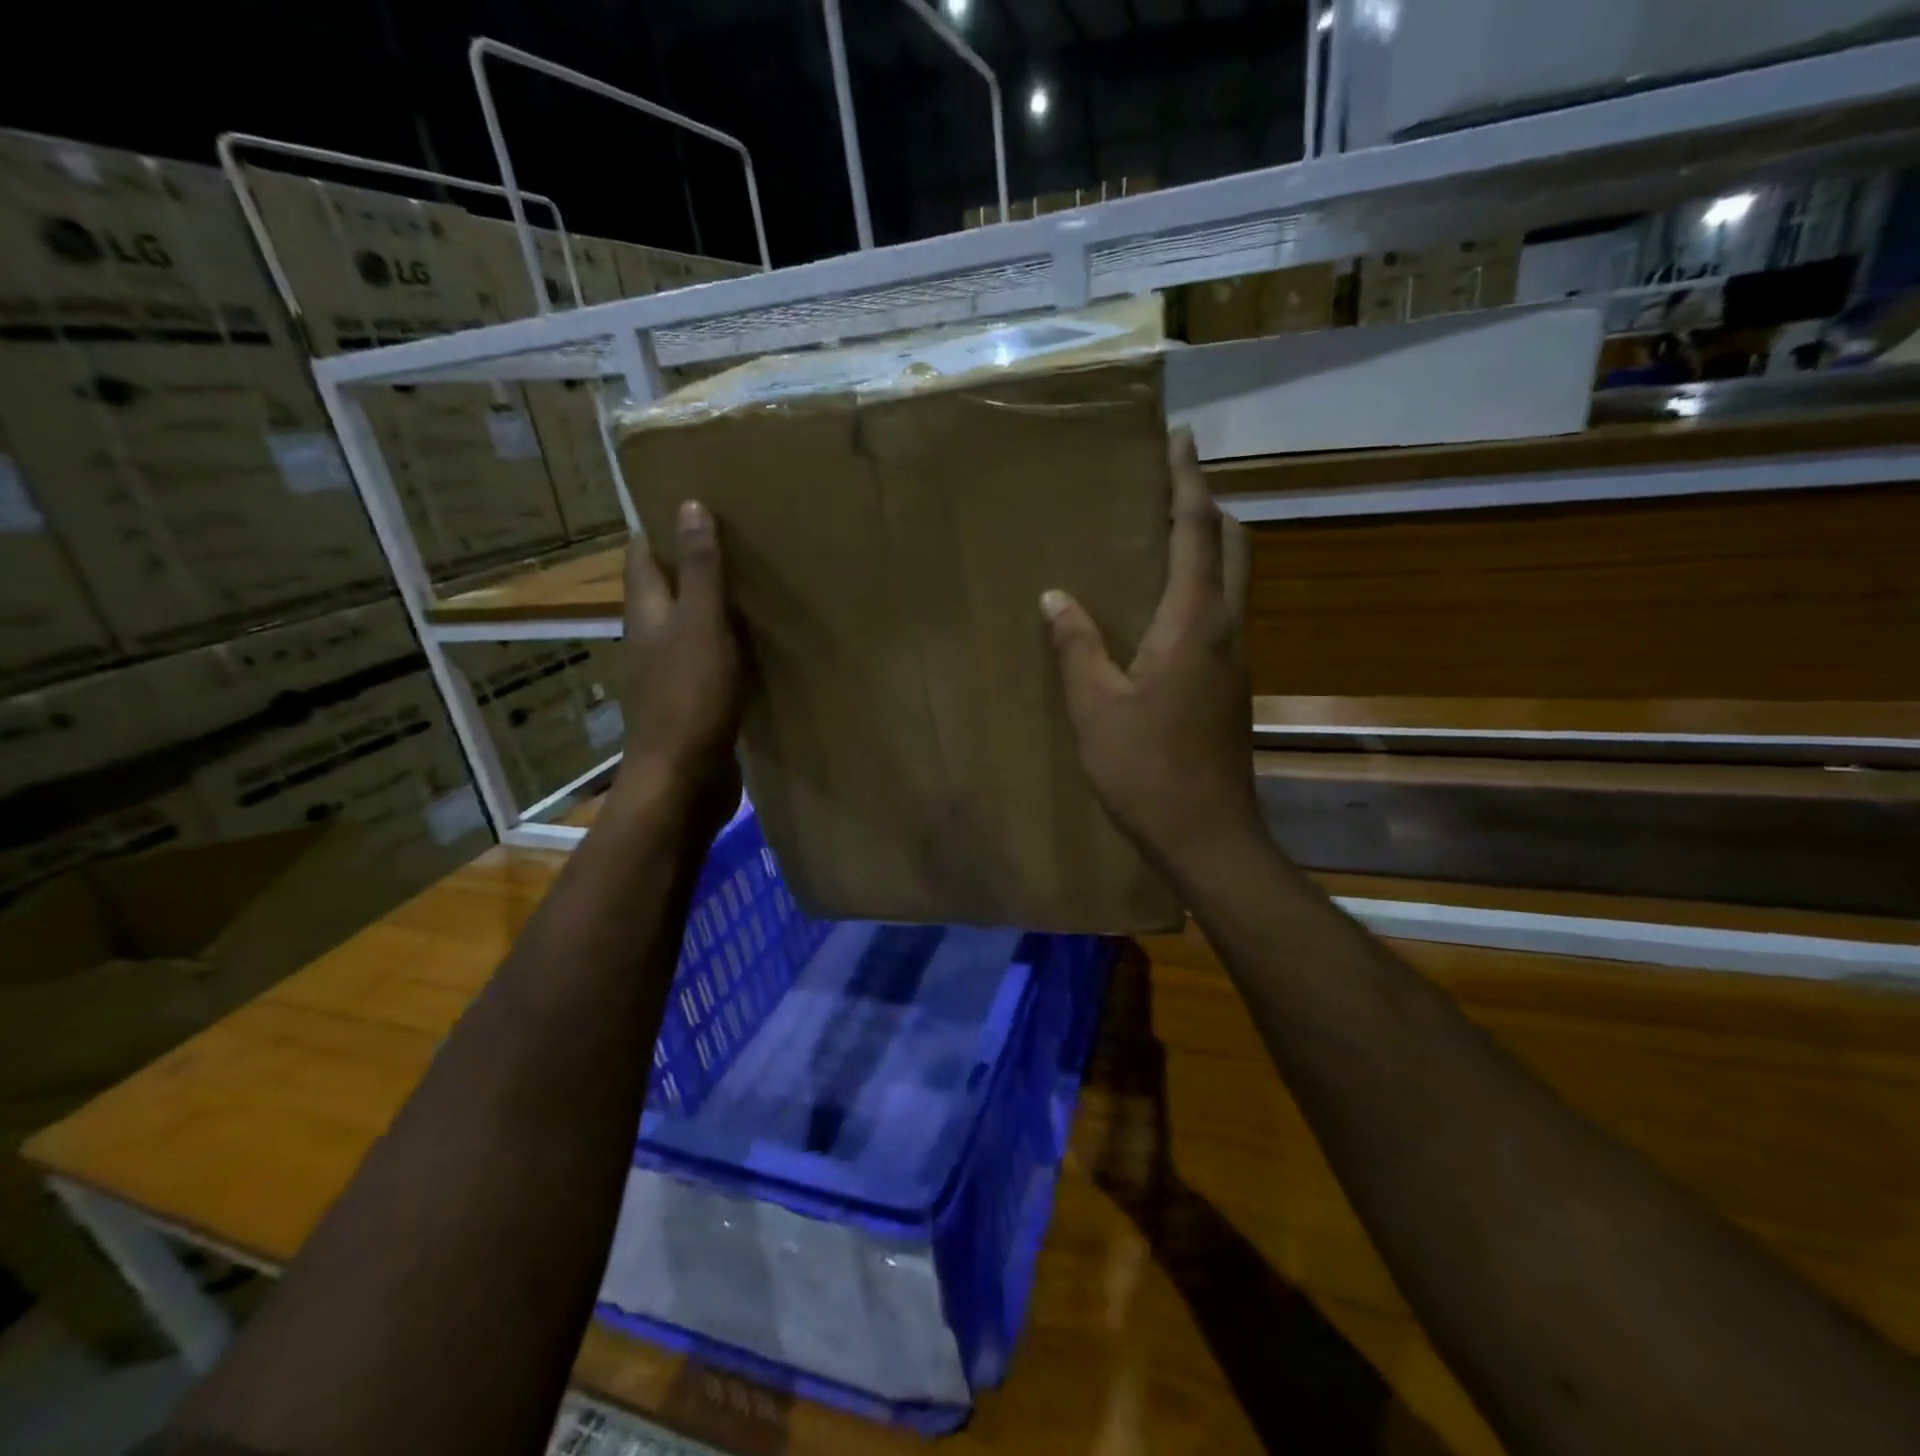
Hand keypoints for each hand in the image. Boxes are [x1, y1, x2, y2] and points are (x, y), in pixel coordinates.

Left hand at [615, 500, 743, 821]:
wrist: (685, 779)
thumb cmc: (690, 697)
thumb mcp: (701, 625)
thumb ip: (700, 571)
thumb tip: (688, 506)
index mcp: (647, 613)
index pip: (642, 556)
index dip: (660, 527)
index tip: (693, 503)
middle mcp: (651, 639)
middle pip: (665, 589)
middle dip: (691, 564)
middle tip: (736, 540)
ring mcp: (670, 674)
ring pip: (689, 627)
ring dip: (712, 607)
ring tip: (753, 586)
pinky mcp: (693, 703)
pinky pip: (709, 661)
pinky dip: (727, 646)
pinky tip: (756, 645)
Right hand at [1042, 428, 1259, 869]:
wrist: (1207, 834)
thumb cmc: (1146, 768)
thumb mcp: (1095, 706)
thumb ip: (1076, 644)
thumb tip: (1055, 596)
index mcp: (1195, 622)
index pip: (1197, 531)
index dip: (1188, 481)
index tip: (1180, 438)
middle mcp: (1228, 629)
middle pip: (1234, 546)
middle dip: (1208, 507)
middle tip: (1169, 489)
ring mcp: (1237, 658)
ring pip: (1235, 580)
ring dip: (1210, 546)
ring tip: (1163, 537)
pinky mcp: (1233, 685)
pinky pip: (1224, 613)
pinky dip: (1204, 586)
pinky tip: (1166, 607)